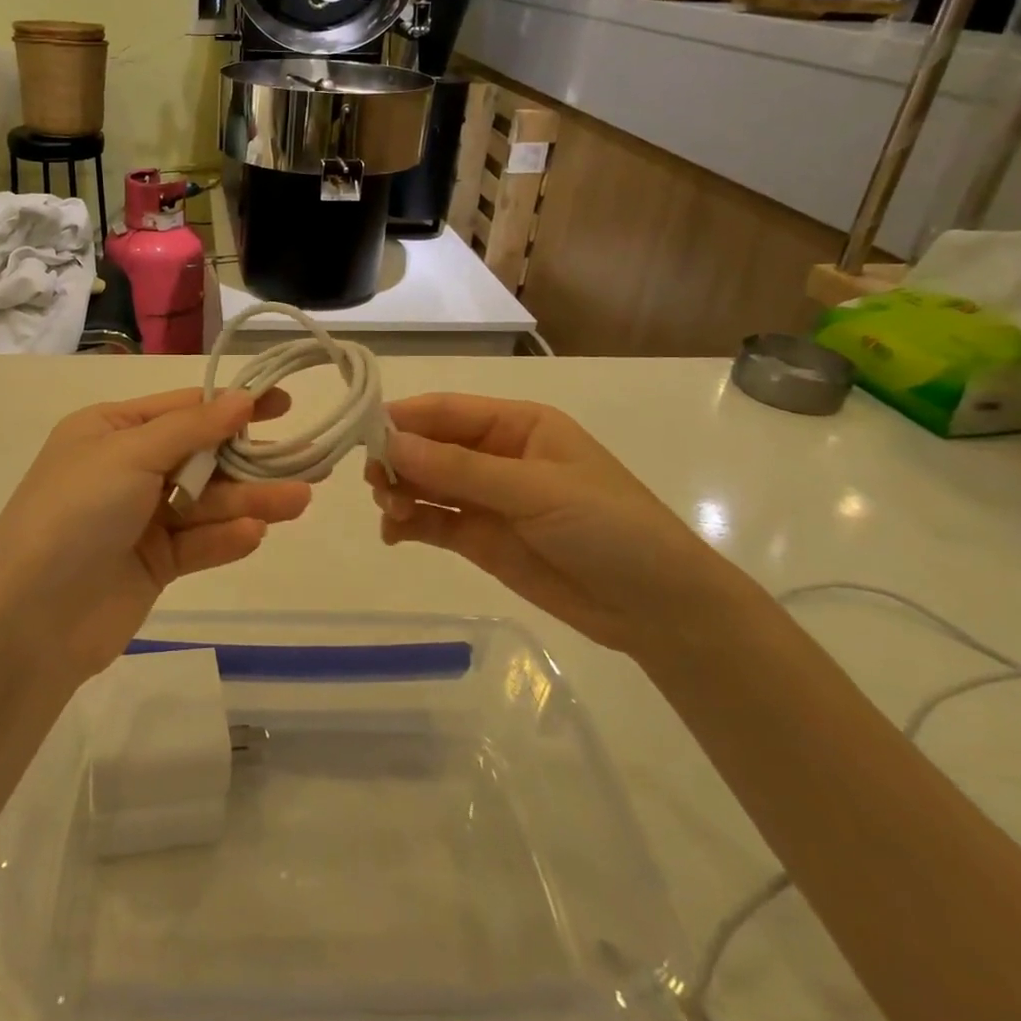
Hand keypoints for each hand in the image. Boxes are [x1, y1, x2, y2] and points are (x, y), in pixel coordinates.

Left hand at [0, 389, 311, 683]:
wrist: (30, 622)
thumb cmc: (76, 514)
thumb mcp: (130, 454)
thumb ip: (192, 428)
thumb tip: (243, 397)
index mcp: (111, 430)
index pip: (183, 408)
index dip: (233, 405)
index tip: (282, 403)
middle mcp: (126, 468)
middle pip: (202, 456)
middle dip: (249, 460)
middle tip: (307, 461)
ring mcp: (140, 519)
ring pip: (206, 502)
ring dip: (249, 500)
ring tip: (299, 501)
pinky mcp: (153, 564)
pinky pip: (197, 543)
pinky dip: (225, 538)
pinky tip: (254, 534)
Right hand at [367, 393, 754, 660]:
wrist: (658, 610)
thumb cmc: (609, 528)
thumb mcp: (536, 490)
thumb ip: (460, 469)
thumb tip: (391, 443)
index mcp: (517, 424)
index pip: (447, 411)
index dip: (404, 419)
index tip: (361, 435)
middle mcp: (496, 455)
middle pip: (429, 446)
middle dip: (397, 460)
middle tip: (374, 483)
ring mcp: (486, 499)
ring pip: (425, 484)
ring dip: (399, 492)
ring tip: (389, 513)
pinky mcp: (481, 539)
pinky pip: (433, 522)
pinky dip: (408, 524)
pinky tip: (395, 535)